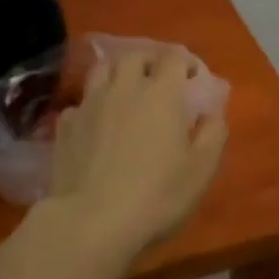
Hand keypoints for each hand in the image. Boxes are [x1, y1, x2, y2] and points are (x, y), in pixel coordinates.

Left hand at [48, 51, 227, 252]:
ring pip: (102, 71)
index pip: (174, 57)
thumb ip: (213, 133)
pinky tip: (95, 125)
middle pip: (135, 56)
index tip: (192, 79)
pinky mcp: (65, 127)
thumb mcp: (202, 169)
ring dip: (116, 75)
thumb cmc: (158, 194)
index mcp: (162, 93)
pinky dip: (90, 107)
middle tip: (158, 81)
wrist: (92, 222)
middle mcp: (125, 88)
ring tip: (124, 93)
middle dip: (149, 62)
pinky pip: (79, 104)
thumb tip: (212, 113)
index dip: (185, 62)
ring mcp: (90, 104)